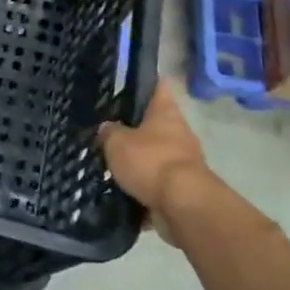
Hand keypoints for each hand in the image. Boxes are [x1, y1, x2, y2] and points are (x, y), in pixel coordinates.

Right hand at [99, 82, 221, 232]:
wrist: (183, 205)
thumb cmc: (150, 161)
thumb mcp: (117, 142)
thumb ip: (108, 133)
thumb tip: (107, 129)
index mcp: (166, 112)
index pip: (157, 87)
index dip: (143, 83)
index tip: (124, 85)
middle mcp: (178, 133)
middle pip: (154, 124)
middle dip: (133, 129)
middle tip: (106, 132)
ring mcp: (182, 162)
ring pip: (153, 156)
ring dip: (136, 163)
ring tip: (108, 166)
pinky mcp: (181, 190)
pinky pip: (155, 185)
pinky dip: (141, 190)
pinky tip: (119, 193)